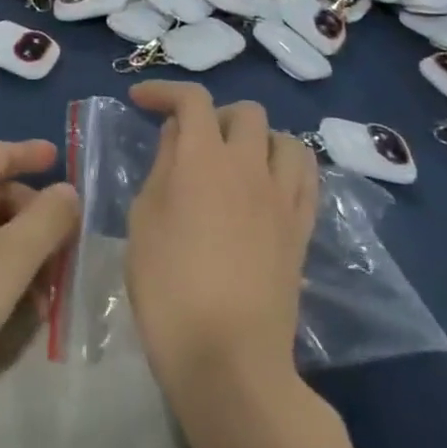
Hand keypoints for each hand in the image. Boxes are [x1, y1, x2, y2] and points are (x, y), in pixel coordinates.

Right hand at [125, 83, 318, 397]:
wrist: (228, 356)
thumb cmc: (168, 287)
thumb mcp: (144, 220)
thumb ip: (162, 169)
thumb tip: (177, 139)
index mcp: (202, 158)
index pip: (192, 100)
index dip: (164, 91)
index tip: (140, 100)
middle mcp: (248, 165)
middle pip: (245, 112)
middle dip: (214, 115)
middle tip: (189, 140)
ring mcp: (282, 198)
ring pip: (285, 140)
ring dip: (257, 138)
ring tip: (234, 160)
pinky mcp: (302, 229)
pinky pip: (306, 178)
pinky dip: (286, 166)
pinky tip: (266, 186)